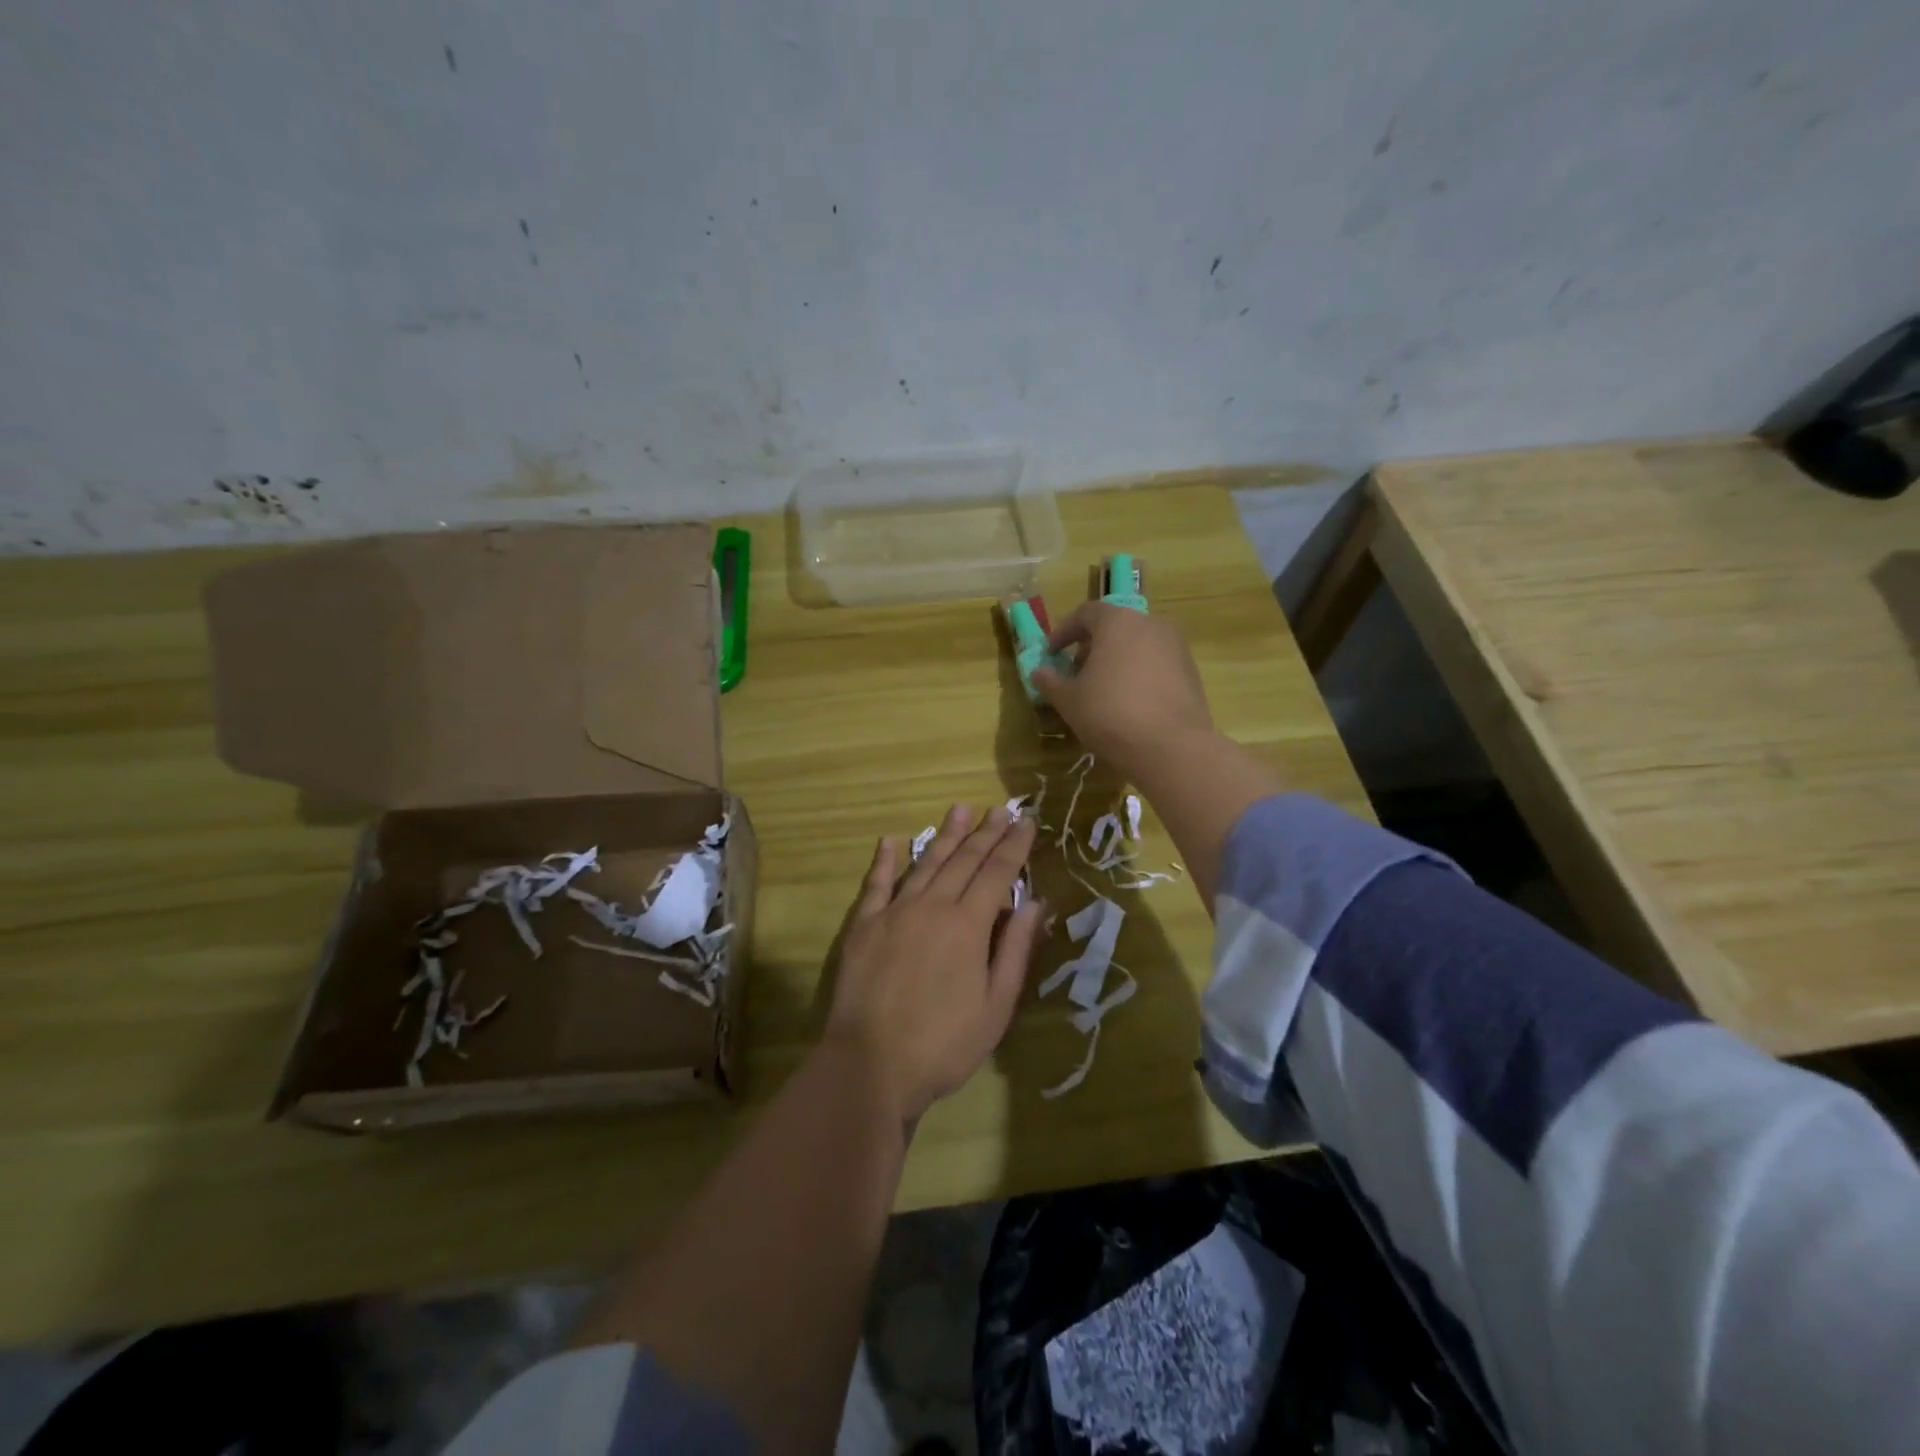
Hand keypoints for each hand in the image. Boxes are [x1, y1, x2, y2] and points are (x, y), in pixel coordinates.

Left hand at [826, 805, 1045, 1122]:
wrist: (870, 1064)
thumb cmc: (943, 1044)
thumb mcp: (996, 1006)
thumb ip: (1014, 950)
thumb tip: (1035, 903)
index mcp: (968, 925)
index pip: (997, 873)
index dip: (1014, 845)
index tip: (1027, 821)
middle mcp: (932, 906)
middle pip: (964, 860)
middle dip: (985, 832)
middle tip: (1001, 808)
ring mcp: (894, 913)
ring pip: (925, 863)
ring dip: (945, 835)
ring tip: (960, 809)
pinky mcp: (864, 926)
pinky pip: (876, 885)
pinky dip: (885, 861)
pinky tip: (890, 841)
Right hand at [1032, 602, 1214, 778]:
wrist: (1171, 747)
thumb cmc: (1110, 714)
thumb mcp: (1069, 700)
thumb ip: (1050, 681)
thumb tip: (1038, 672)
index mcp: (1117, 621)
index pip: (1085, 614)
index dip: (1064, 632)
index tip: (1052, 654)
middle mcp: (1150, 624)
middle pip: (1114, 627)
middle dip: (1092, 647)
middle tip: (1076, 674)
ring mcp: (1176, 646)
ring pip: (1137, 645)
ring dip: (1116, 661)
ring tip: (1102, 691)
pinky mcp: (1191, 671)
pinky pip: (1156, 664)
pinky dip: (1139, 674)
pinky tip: (1130, 703)